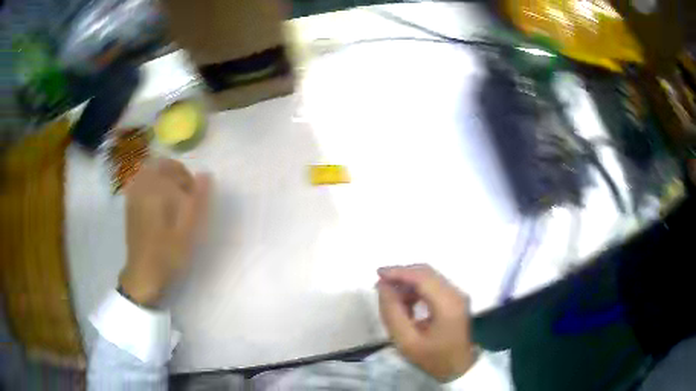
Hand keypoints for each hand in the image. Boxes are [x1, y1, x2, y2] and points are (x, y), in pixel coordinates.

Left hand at [119, 159, 210, 306]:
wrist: (143, 274)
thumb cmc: (167, 255)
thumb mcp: (187, 231)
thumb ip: (197, 201)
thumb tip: (206, 174)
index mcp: (154, 192)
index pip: (175, 169)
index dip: (189, 179)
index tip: (195, 197)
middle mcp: (141, 187)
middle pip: (161, 165)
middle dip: (177, 174)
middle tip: (186, 194)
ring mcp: (133, 195)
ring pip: (151, 172)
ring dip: (166, 178)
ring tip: (175, 197)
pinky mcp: (130, 203)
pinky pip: (142, 181)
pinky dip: (154, 184)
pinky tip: (160, 200)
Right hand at [377, 264, 476, 381]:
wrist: (459, 368)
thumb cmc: (433, 358)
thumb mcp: (406, 342)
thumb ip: (392, 313)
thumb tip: (383, 287)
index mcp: (447, 304)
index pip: (422, 277)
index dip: (398, 272)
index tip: (378, 274)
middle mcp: (456, 293)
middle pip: (426, 273)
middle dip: (402, 276)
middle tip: (381, 286)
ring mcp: (458, 295)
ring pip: (429, 278)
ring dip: (408, 284)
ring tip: (392, 301)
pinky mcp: (456, 299)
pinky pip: (434, 286)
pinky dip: (417, 290)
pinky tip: (407, 305)